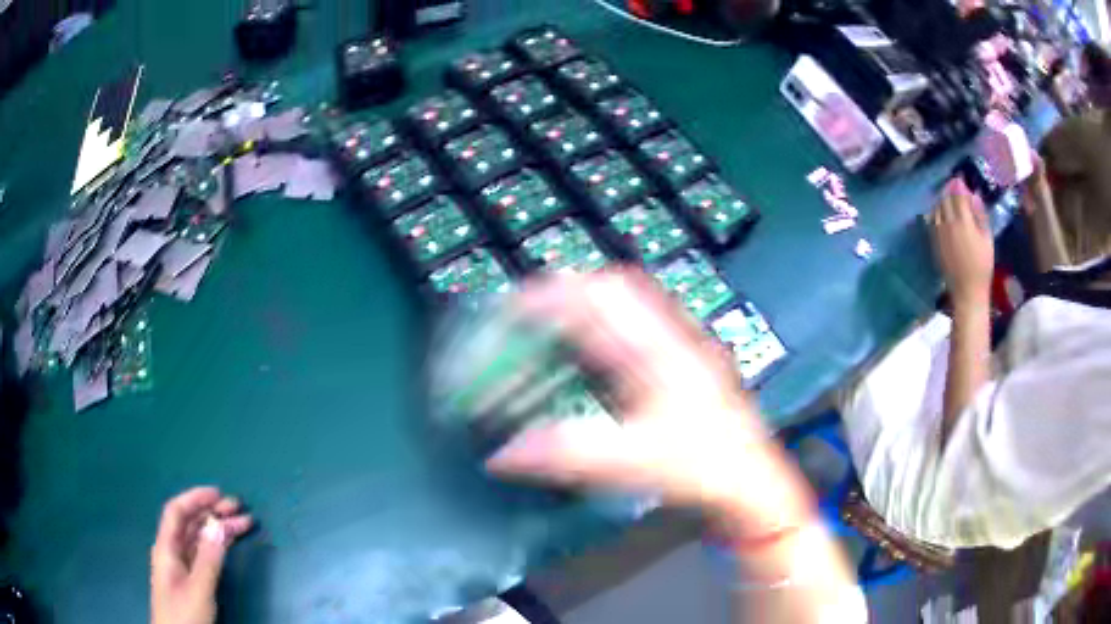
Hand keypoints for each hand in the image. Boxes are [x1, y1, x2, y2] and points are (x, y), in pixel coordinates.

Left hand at [151, 487, 252, 623]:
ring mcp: (181, 566)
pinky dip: (217, 545)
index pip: (177, 512)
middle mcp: (172, 551)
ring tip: (242, 524)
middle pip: (190, 523)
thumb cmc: (184, 615)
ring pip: (198, 538)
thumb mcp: (198, 590)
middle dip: (212, 512)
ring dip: (218, 528)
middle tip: (239, 507)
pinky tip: (228, 544)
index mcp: (166, 548)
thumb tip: (218, 525)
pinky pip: (202, 553)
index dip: (195, 498)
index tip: (219, 494)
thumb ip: (208, 559)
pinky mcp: (190, 580)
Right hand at [486, 270, 813, 532]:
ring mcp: (680, 349)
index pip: (603, 295)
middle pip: (614, 289)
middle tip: (528, 315)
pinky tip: (589, 359)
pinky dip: (602, 334)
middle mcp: (672, 338)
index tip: (513, 306)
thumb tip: (502, 455)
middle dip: (566, 295)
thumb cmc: (705, 467)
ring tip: (549, 330)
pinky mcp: (681, 366)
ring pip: (626, 307)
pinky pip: (635, 332)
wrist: (752, 483)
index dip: (553, 294)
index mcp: (662, 350)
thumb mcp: (635, 462)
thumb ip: (568, 454)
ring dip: (584, 311)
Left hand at [928, 179, 993, 309]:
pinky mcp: (934, 242)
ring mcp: (939, 233)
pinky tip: (940, 212)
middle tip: (954, 186)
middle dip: (949, 190)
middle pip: (945, 199)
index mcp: (963, 222)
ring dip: (942, 200)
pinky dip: (936, 212)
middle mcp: (948, 224)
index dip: (958, 185)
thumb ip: (980, 216)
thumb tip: (974, 196)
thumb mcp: (987, 239)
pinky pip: (932, 221)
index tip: (960, 179)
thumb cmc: (982, 266)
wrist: (967, 290)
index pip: (958, 195)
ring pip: (937, 208)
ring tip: (948, 198)